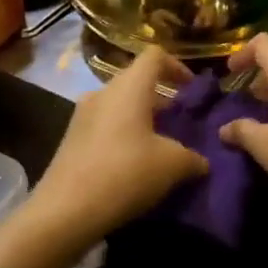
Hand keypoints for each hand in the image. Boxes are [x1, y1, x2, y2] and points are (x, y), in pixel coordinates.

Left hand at [26, 46, 208, 246]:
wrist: (64, 211)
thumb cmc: (125, 174)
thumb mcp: (172, 166)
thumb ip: (194, 158)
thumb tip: (203, 162)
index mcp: (129, 87)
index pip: (155, 56)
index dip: (178, 67)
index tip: (192, 90)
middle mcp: (103, 92)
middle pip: (137, 80)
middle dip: (162, 97)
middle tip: (181, 121)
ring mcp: (82, 115)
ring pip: (120, 104)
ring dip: (142, 118)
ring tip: (161, 145)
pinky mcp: (71, 139)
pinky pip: (105, 124)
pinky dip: (124, 134)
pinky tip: (134, 163)